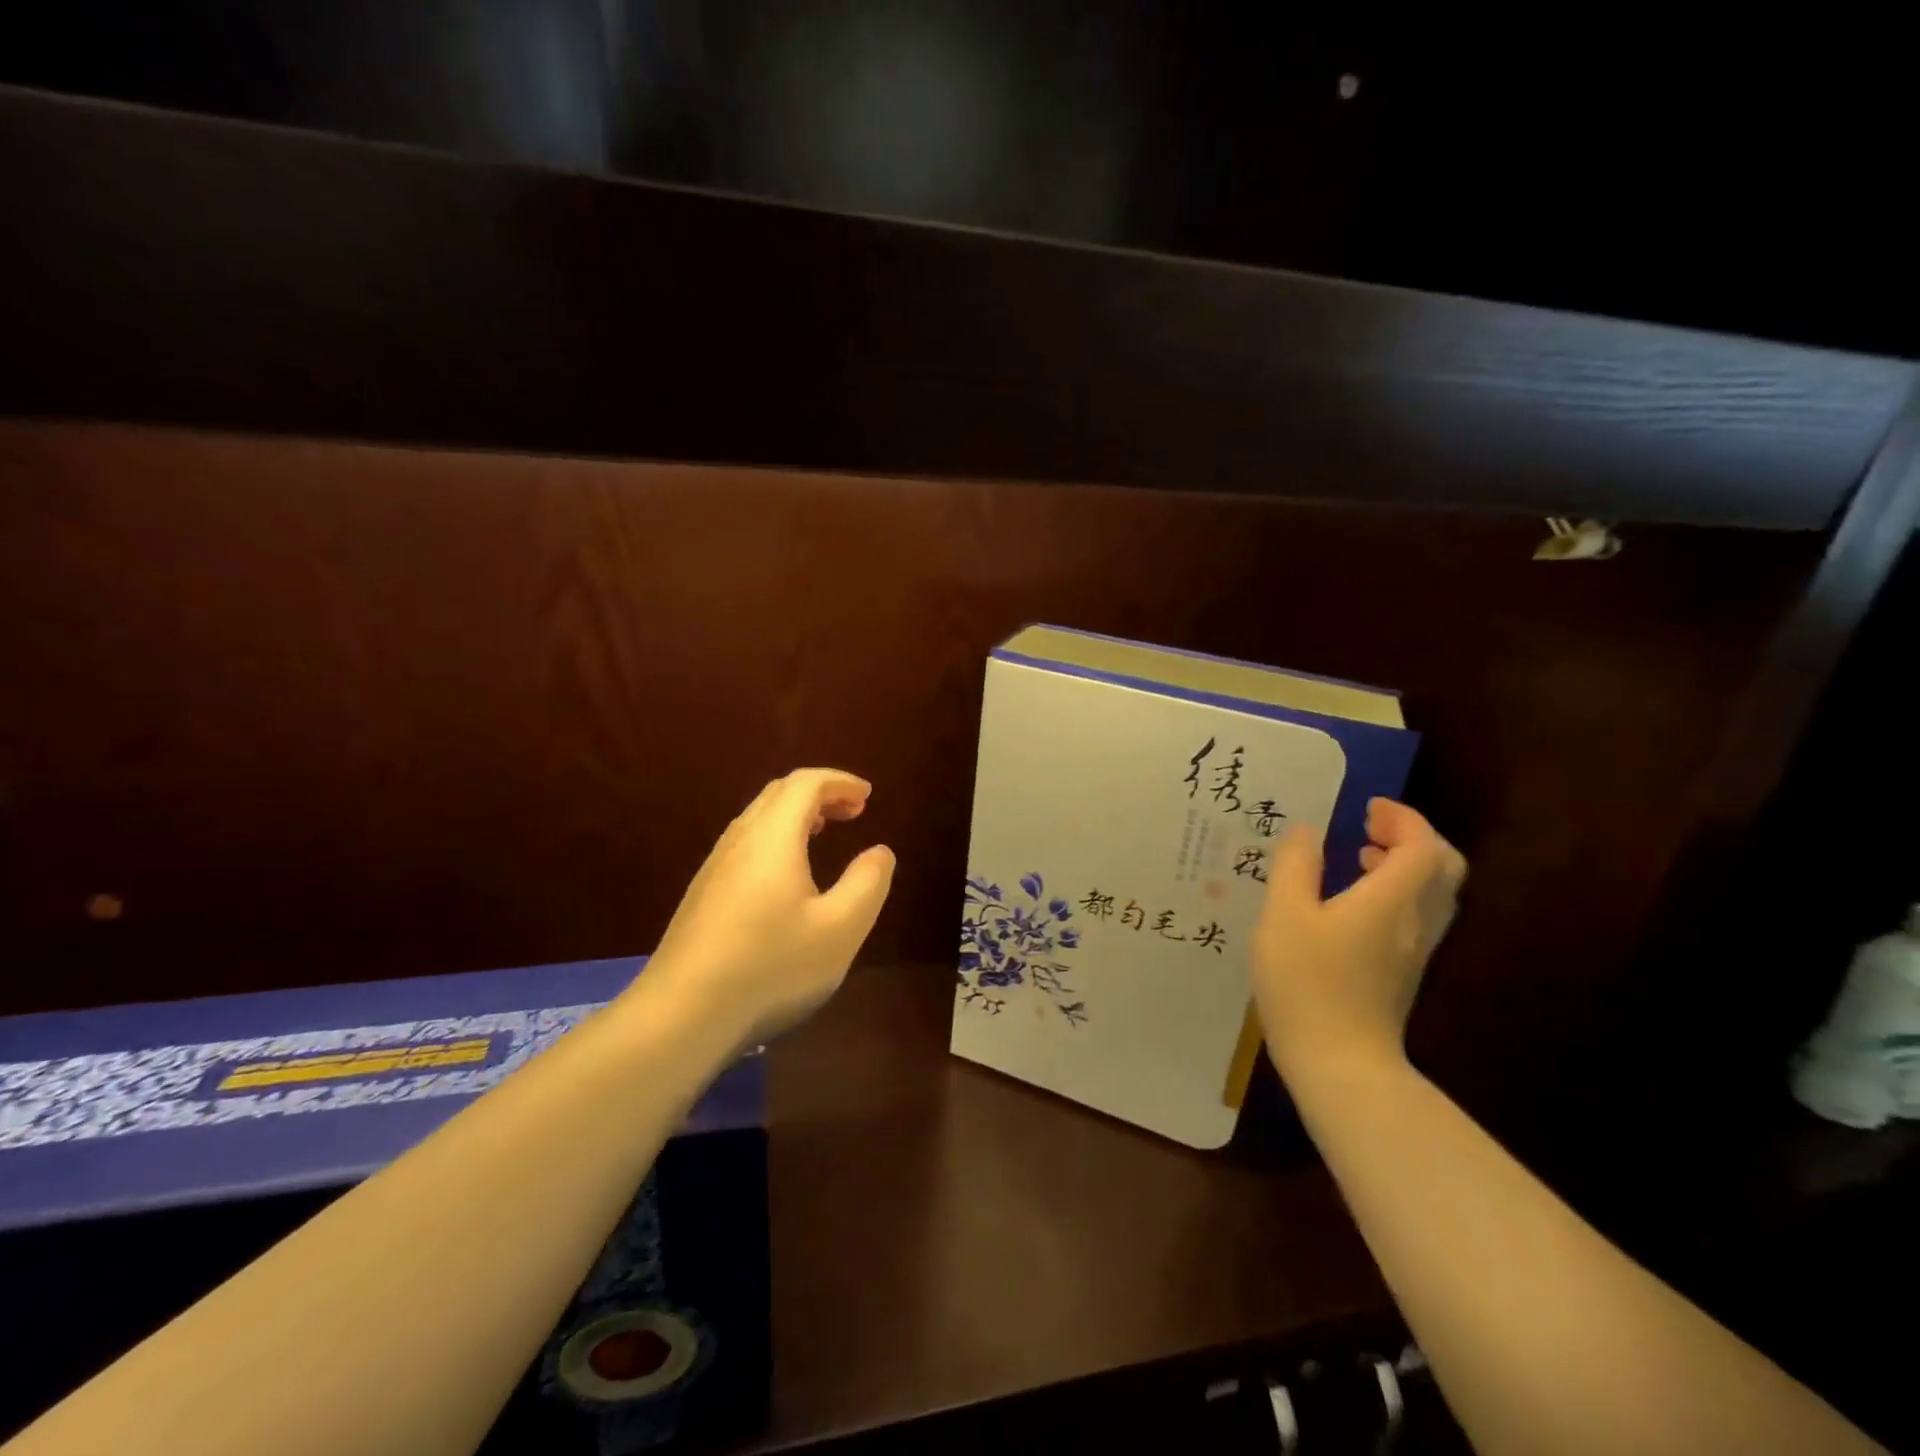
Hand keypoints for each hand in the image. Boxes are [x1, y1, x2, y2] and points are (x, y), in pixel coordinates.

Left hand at [635, 769, 895, 1047]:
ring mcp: (714, 868)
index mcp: (773, 838)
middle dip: (820, 793)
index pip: (806, 783)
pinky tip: (787, 876)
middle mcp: (739, 841)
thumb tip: (879, 852)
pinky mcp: (702, 895)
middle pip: (778, 794)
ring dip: (796, 814)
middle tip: (853, 811)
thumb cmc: (770, 967)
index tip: (867, 796)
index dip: (840, 781)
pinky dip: (776, 838)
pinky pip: (745, 844)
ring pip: (757, 819)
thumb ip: (867, 883)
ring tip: (824, 832)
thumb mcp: (840, 929)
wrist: (680, 1016)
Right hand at [1251, 798, 1464, 1082]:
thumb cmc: (1308, 981)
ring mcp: (1414, 950)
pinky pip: (1416, 916)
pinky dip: (1396, 892)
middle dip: (1412, 838)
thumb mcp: (1284, 915)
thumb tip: (1306, 832)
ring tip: (1360, 856)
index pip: (1423, 844)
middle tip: (1370, 829)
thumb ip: (1295, 866)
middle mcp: (1416, 921)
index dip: (1402, 818)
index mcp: (1392, 899)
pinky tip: (1352, 902)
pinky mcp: (1403, 972)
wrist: (1340, 1063)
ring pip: (1432, 894)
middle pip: (1442, 867)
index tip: (1367, 808)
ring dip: (1405, 865)